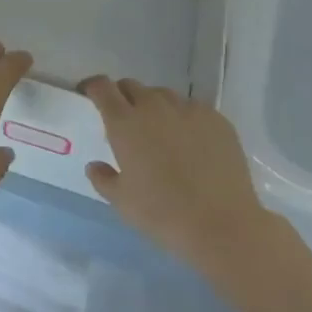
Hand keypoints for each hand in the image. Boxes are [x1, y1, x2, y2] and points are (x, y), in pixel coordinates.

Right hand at [80, 78, 278, 292]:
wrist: (222, 225)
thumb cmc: (163, 214)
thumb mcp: (122, 203)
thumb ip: (103, 179)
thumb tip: (95, 166)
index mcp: (125, 122)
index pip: (102, 87)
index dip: (93, 87)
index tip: (89, 95)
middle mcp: (153, 106)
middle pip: (131, 86)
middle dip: (123, 97)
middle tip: (126, 122)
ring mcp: (186, 108)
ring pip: (162, 95)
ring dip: (154, 107)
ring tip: (161, 134)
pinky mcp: (214, 117)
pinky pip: (191, 108)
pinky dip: (184, 118)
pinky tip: (192, 145)